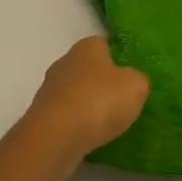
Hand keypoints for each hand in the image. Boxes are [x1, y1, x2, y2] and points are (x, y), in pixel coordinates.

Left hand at [23, 37, 150, 168]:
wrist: (56, 136)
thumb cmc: (99, 101)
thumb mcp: (136, 86)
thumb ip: (138, 79)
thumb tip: (133, 81)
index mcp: (87, 46)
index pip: (106, 44)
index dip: (121, 57)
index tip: (133, 74)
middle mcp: (65, 61)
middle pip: (90, 68)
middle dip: (105, 82)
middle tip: (125, 100)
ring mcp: (50, 88)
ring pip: (77, 92)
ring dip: (90, 104)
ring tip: (110, 123)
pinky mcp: (42, 114)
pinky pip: (67, 115)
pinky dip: (78, 123)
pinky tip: (91, 136)